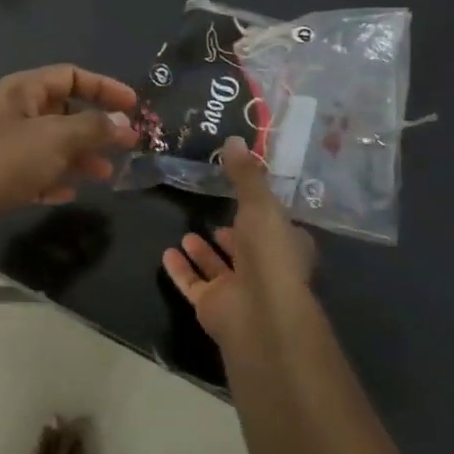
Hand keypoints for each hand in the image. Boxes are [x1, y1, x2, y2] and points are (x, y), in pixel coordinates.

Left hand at [0, 64, 139, 257]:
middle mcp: (14, 112)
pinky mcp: (1, 177)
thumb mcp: (57, 138)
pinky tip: (70, 193)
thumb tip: (123, 123)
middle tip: (127, 143)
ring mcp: (6, 145)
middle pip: (64, 111)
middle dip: (96, 126)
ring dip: (81, 155)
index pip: (70, 75)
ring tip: (106, 173)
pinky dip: (56, 178)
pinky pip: (38, 171)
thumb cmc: (8, 161)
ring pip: (54, 144)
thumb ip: (94, 127)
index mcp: (22, 90)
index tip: (134, 106)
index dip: (104, 87)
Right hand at [163, 137, 316, 343]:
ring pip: (219, 268)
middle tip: (212, 214)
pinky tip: (167, 254)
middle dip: (232, 234)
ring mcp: (240, 290)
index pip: (277, 226)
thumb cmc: (269, 254)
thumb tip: (234, 139)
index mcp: (286, 245)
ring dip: (204, 252)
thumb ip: (245, 175)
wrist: (260, 314)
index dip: (263, 212)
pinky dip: (181, 270)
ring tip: (186, 233)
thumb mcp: (260, 204)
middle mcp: (266, 268)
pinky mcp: (214, 307)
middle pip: (247, 248)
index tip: (244, 196)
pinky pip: (194, 285)